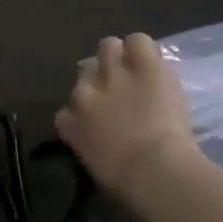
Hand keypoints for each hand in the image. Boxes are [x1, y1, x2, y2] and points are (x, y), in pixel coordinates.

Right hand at [55, 33, 202, 198]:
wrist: (152, 169)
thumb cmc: (124, 181)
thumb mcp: (93, 162)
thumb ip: (90, 142)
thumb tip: (101, 138)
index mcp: (68, 122)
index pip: (69, 107)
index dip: (88, 108)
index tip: (103, 119)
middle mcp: (82, 93)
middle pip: (85, 70)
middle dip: (101, 76)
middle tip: (123, 89)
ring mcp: (111, 75)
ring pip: (108, 46)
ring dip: (121, 55)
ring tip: (139, 68)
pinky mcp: (142, 66)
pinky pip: (138, 41)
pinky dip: (145, 49)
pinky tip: (154, 62)